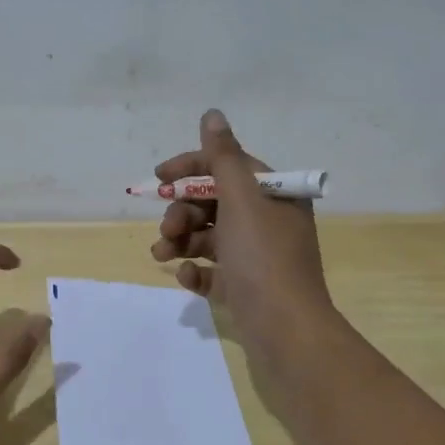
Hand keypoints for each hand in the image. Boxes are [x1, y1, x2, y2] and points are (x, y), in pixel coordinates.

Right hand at [150, 109, 337, 359]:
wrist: (286, 330)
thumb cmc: (263, 257)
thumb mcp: (241, 199)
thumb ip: (222, 156)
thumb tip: (212, 114)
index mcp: (273, 194)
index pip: (227, 167)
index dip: (190, 168)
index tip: (159, 179)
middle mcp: (268, 220)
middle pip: (213, 203)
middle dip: (182, 212)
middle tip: (167, 228)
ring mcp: (256, 256)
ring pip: (208, 237)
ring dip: (180, 241)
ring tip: (161, 256)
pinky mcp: (245, 287)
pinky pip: (213, 270)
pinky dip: (196, 271)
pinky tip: (187, 278)